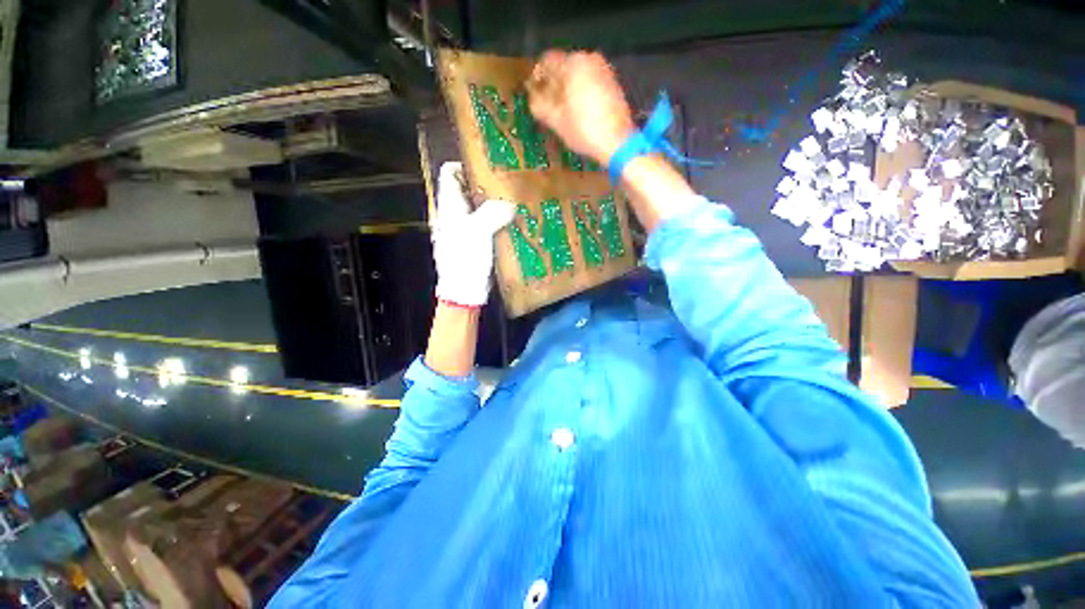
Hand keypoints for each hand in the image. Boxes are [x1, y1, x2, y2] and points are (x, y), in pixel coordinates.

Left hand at [432, 162, 515, 306]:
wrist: (464, 290)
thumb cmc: (465, 259)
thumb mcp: (478, 232)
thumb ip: (493, 213)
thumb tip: (510, 204)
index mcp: (449, 207)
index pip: (450, 173)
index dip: (465, 164)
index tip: (488, 163)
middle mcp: (455, 214)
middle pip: (468, 190)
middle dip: (486, 183)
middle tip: (508, 180)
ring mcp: (466, 229)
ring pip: (479, 208)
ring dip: (495, 203)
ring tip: (515, 197)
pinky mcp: (477, 242)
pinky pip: (488, 224)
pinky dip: (499, 220)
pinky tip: (514, 221)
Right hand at [528, 50, 635, 166]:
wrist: (617, 143)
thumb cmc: (584, 130)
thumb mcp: (556, 120)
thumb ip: (540, 105)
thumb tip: (532, 99)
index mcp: (573, 63)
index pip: (547, 61)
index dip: (537, 77)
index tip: (533, 92)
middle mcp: (590, 59)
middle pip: (564, 66)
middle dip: (553, 83)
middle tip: (546, 104)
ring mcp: (604, 70)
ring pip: (578, 75)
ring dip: (567, 89)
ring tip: (561, 110)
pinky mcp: (613, 83)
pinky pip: (590, 82)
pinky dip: (581, 92)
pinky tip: (578, 111)